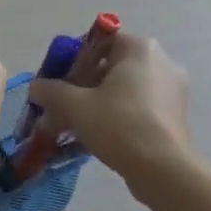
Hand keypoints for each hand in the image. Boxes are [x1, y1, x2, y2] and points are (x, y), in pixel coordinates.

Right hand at [28, 32, 192, 184]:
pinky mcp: (175, 114)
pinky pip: (139, 106)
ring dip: (99, 101)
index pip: (100, 41)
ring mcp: (172, 89)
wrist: (162, 169)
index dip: (74, 60)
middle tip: (64, 105)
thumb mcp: (76, 106)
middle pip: (112, 66)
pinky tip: (100, 135)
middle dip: (84, 84)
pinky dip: (118, 114)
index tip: (59, 82)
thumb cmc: (119, 124)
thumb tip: (35, 87)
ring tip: (78, 124)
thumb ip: (51, 91)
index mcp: (139, 48)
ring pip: (125, 88)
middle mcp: (161, 61)